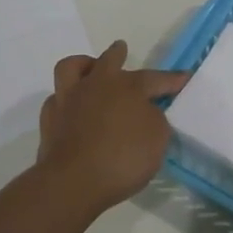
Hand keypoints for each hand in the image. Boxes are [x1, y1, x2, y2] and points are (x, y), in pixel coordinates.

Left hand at [36, 40, 188, 214]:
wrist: (73, 181)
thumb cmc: (123, 158)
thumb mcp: (157, 140)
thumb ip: (155, 120)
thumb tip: (145, 113)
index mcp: (127, 87)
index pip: (154, 78)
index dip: (171, 79)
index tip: (183, 77)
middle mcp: (96, 85)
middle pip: (108, 60)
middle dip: (117, 54)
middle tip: (121, 50)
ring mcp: (68, 100)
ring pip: (71, 68)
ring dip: (83, 65)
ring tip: (90, 70)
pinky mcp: (49, 120)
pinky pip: (56, 99)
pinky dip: (66, 100)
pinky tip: (72, 109)